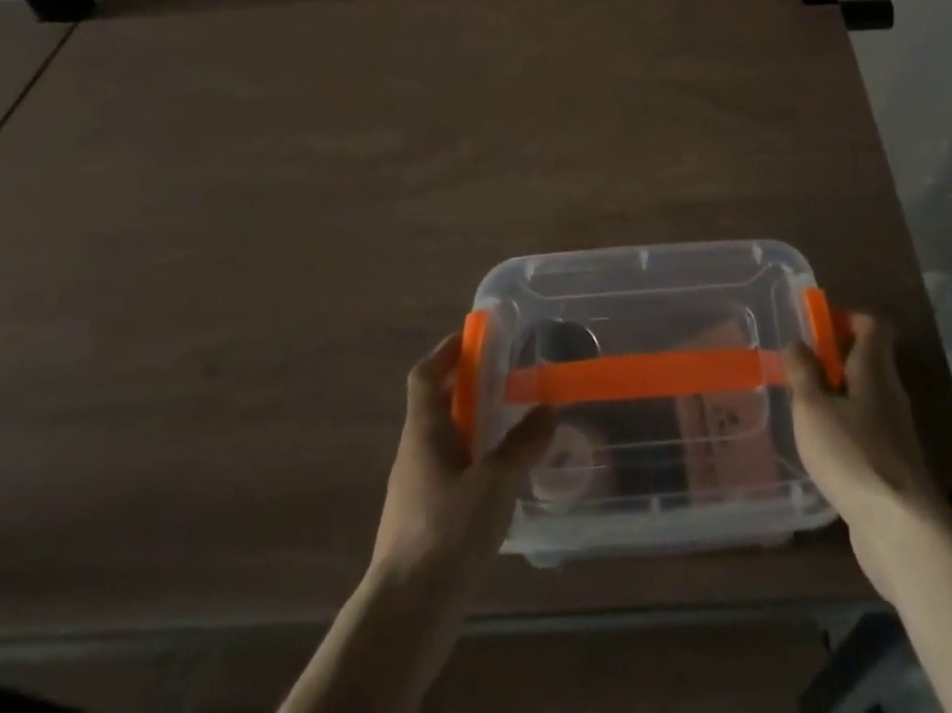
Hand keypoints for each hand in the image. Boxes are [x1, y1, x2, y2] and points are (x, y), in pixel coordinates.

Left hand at [372, 334, 555, 582]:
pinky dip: (473, 463)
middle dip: (467, 388)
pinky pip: (449, 474)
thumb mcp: (494, 482)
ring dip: (472, 427)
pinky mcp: (423, 523)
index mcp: (424, 432)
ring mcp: (415, 491)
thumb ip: (521, 444)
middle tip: (506, 380)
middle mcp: (414, 454)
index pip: (425, 376)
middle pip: (437, 406)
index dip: (445, 351)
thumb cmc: (446, 533)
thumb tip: (545, 410)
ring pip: (444, 442)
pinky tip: (501, 482)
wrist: (406, 614)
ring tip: (512, 427)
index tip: (472, 337)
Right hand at [784, 313, 945, 601]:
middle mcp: (890, 393)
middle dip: (835, 358)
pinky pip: (866, 430)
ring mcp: (895, 431)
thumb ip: (803, 372)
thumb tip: (798, 342)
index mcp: (874, 369)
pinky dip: (845, 427)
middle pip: (869, 360)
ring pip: (866, 397)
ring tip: (803, 406)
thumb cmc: (852, 454)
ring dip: (838, 395)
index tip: (817, 327)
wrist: (900, 529)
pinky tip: (821, 447)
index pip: (873, 325)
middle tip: (800, 368)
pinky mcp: (892, 465)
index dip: (847, 318)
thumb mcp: (813, 407)